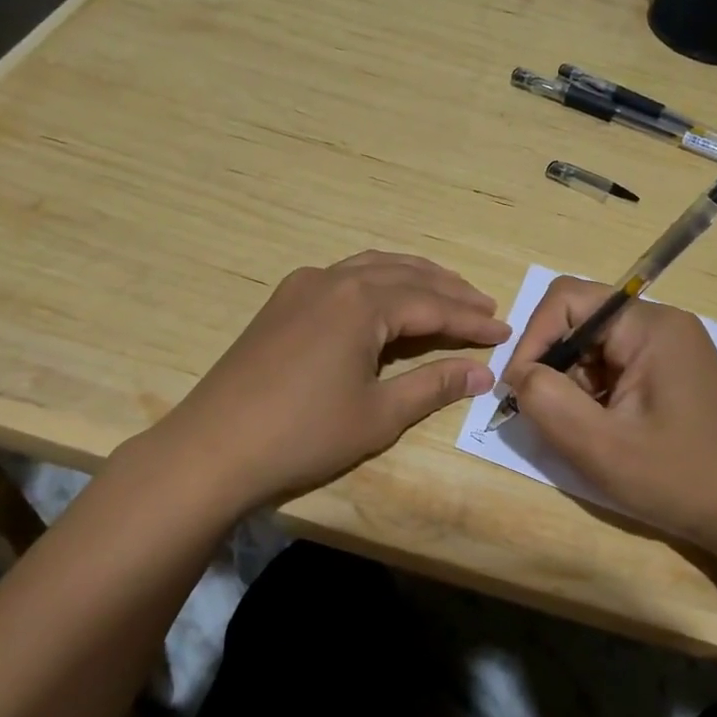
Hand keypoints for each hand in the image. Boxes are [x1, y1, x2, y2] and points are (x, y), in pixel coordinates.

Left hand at [161, 251, 509, 507]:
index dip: (472, 320)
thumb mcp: (379, 415)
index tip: (505, 331)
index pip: (433, 305)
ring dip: (414, 278)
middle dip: (449, 291)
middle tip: (485, 308)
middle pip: (406, 275)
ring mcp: (303, 286)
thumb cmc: (303, 434)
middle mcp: (334, 279)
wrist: (211, 449)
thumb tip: (484, 373)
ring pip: (373, 268)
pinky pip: (344, 276)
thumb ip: (434, 386)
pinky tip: (386, 299)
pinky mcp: (283, 302)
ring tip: (446, 294)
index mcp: (361, 303)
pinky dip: (378, 281)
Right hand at [501, 276, 716, 556]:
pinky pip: (615, 369)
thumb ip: (547, 400)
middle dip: (554, 367)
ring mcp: (670, 350)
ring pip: (595, 349)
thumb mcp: (601, 446)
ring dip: (574, 387)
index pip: (568, 299)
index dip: (533, 338)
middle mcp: (662, 325)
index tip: (520, 390)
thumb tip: (519, 374)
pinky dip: (595, 397)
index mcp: (650, 326)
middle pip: (581, 322)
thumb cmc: (681, 479)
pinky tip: (605, 435)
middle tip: (549, 419)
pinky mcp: (672, 375)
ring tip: (583, 434)